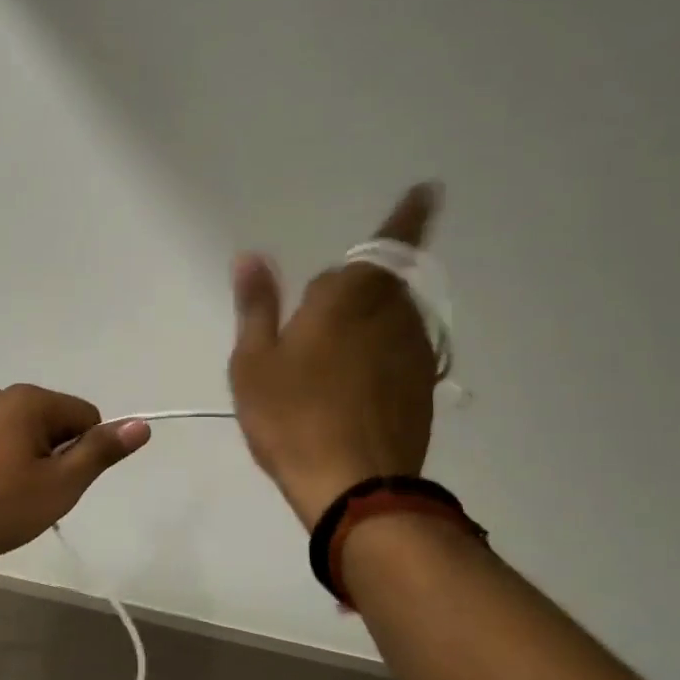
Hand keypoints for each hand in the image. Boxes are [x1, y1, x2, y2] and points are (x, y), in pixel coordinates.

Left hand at [0, 385, 151, 557]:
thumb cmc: (1, 502)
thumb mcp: (60, 483)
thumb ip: (101, 451)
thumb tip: (141, 424)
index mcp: (30, 399)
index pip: (86, 417)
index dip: (84, 454)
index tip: (61, 484)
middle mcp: (1, 395)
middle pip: (55, 423)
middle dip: (55, 457)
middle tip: (35, 495)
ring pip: (26, 434)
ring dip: (30, 462)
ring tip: (10, 497)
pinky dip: (4, 463)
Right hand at [228, 183, 443, 529]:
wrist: (355, 489)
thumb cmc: (292, 417)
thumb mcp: (254, 361)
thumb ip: (257, 304)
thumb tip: (251, 256)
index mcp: (350, 298)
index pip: (389, 242)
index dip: (410, 215)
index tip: (429, 190)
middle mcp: (394, 316)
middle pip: (381, 283)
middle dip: (355, 287)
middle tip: (314, 319)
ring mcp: (415, 354)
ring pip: (394, 318)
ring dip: (369, 321)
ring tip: (329, 357)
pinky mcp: (423, 389)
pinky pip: (401, 351)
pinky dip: (380, 352)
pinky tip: (352, 385)